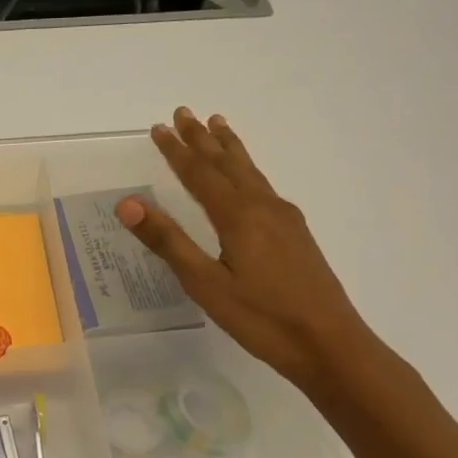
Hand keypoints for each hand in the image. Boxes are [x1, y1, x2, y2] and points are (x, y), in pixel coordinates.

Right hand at [116, 108, 371, 392]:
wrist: (330, 345)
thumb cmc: (262, 318)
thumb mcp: (205, 283)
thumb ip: (167, 241)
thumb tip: (127, 202)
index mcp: (238, 216)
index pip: (199, 174)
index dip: (177, 151)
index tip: (159, 128)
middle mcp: (263, 207)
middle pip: (228, 164)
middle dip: (203, 139)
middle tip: (185, 112)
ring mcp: (285, 220)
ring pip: (251, 172)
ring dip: (230, 148)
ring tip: (219, 125)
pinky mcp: (296, 235)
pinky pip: (263, 187)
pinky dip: (247, 170)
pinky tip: (250, 179)